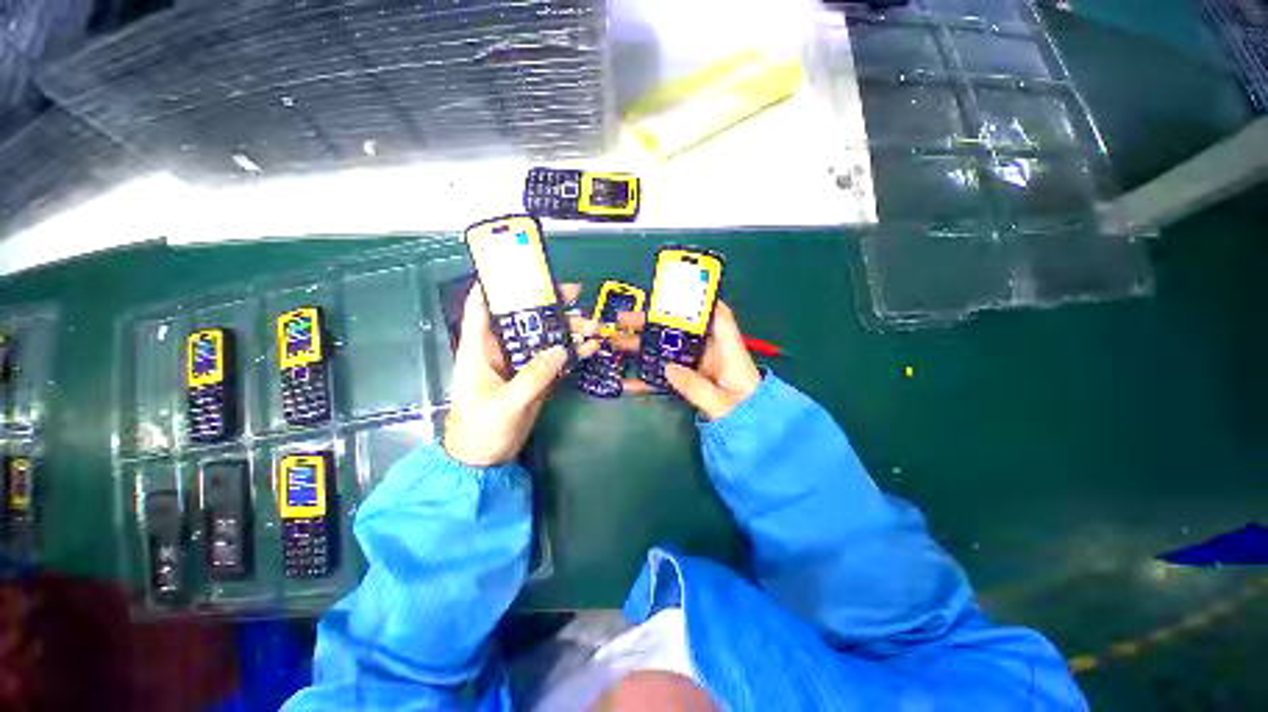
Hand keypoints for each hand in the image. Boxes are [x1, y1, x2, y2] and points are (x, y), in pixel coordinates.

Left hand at [443, 283, 599, 466]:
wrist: (484, 462)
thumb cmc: (481, 430)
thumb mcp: (506, 403)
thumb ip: (534, 376)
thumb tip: (563, 349)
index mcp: (479, 348)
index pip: (481, 305)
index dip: (497, 283)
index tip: (523, 268)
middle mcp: (499, 349)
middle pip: (522, 317)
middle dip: (548, 304)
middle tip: (575, 293)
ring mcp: (518, 364)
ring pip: (543, 337)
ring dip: (566, 329)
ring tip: (592, 325)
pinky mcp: (533, 378)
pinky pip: (554, 359)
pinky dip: (572, 353)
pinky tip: (591, 348)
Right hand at [607, 301, 761, 419]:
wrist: (751, 433)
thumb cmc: (745, 414)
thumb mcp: (722, 403)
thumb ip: (697, 387)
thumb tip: (668, 369)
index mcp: (727, 349)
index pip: (716, 314)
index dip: (698, 300)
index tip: (671, 294)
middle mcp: (710, 351)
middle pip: (680, 329)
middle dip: (652, 323)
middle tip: (624, 320)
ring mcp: (697, 365)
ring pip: (667, 349)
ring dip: (643, 346)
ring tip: (616, 343)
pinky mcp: (688, 379)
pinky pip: (666, 374)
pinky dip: (648, 378)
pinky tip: (627, 383)